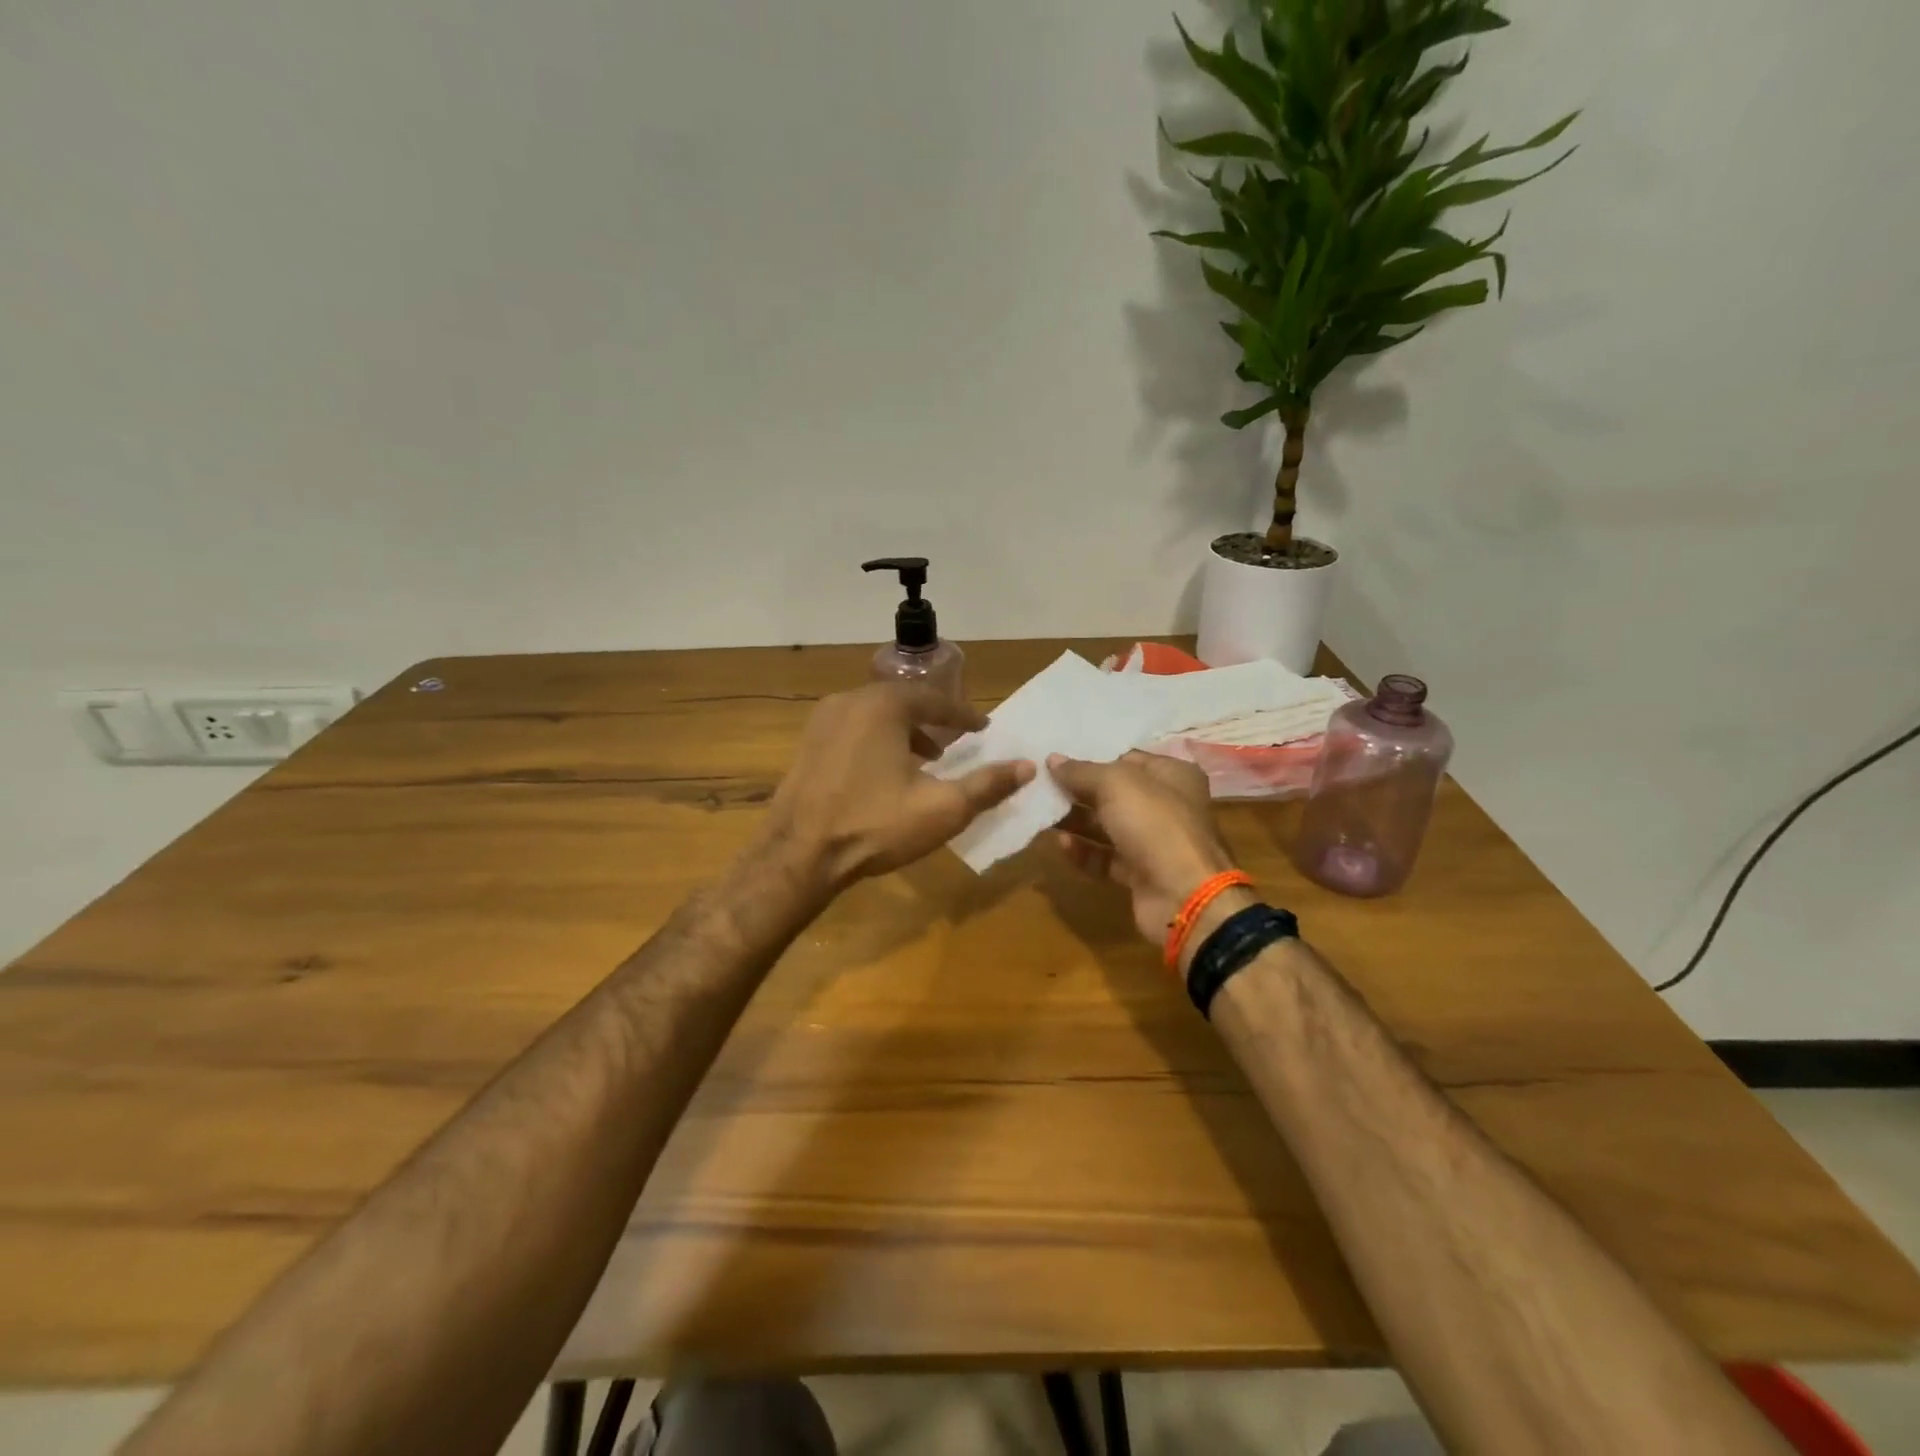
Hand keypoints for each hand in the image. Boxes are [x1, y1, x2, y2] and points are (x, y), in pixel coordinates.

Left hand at [761, 683, 1033, 891]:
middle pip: (903, 702)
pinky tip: (885, 772)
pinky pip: (852, 729)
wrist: (799, 855)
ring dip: (904, 731)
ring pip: (875, 715)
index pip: (935, 700)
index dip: (963, 716)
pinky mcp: (806, 744)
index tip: (983, 729)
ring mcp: (822, 721)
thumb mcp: (942, 808)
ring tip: (925, 759)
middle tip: (956, 741)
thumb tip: (1027, 766)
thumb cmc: (875, 825)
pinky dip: (877, 740)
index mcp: (883, 706)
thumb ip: (987, 784)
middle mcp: (850, 701)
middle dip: (933, 721)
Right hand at [1049, 750, 1245, 946]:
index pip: (1126, 758)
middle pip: (1114, 793)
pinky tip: (1061, 845)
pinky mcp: (1141, 873)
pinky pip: (1106, 857)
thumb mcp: (1115, 784)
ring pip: (1108, 826)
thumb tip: (1052, 760)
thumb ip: (1081, 771)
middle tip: (1041, 786)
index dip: (1092, 758)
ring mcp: (1154, 842)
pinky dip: (1084, 851)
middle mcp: (1166, 805)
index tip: (1056, 759)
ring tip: (1043, 813)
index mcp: (1172, 775)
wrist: (1184, 895)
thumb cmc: (1154, 824)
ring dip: (1076, 821)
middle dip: (1079, 790)